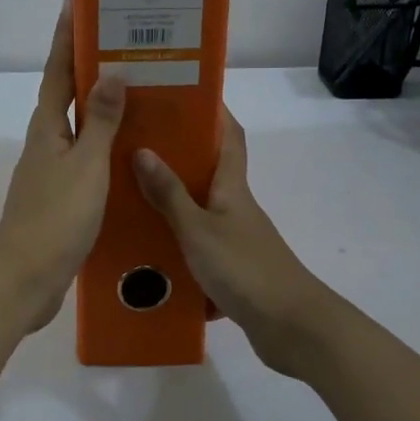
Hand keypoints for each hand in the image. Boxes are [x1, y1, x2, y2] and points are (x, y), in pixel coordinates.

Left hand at [0, 0, 126, 332]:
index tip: (76, 4)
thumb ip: (101, 120)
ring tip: (135, 91)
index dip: (67, 38)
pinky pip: (87, 157)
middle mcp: (47, 142)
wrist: (26, 277)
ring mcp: (52, 170)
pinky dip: (105, 144)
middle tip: (121, 44)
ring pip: (79, 127)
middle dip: (87, 66)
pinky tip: (129, 150)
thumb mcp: (86, 164)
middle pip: (67, 94)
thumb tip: (112, 71)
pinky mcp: (62, 196)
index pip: (59, 71)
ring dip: (100, 106)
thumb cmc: (56, 216)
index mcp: (48, 128)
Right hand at [134, 109, 331, 378]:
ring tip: (128, 199)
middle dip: (178, 156)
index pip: (229, 136)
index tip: (183, 93)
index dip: (213, 111)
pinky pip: (198, 249)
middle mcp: (236, 207)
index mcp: (233, 187)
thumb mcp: (198, 229)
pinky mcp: (232, 270)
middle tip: (135, 145)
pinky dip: (176, 249)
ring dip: (172, 205)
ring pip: (200, 212)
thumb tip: (142, 149)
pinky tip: (146, 256)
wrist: (291, 328)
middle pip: (209, 171)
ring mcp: (236, 240)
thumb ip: (170, 194)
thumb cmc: (245, 268)